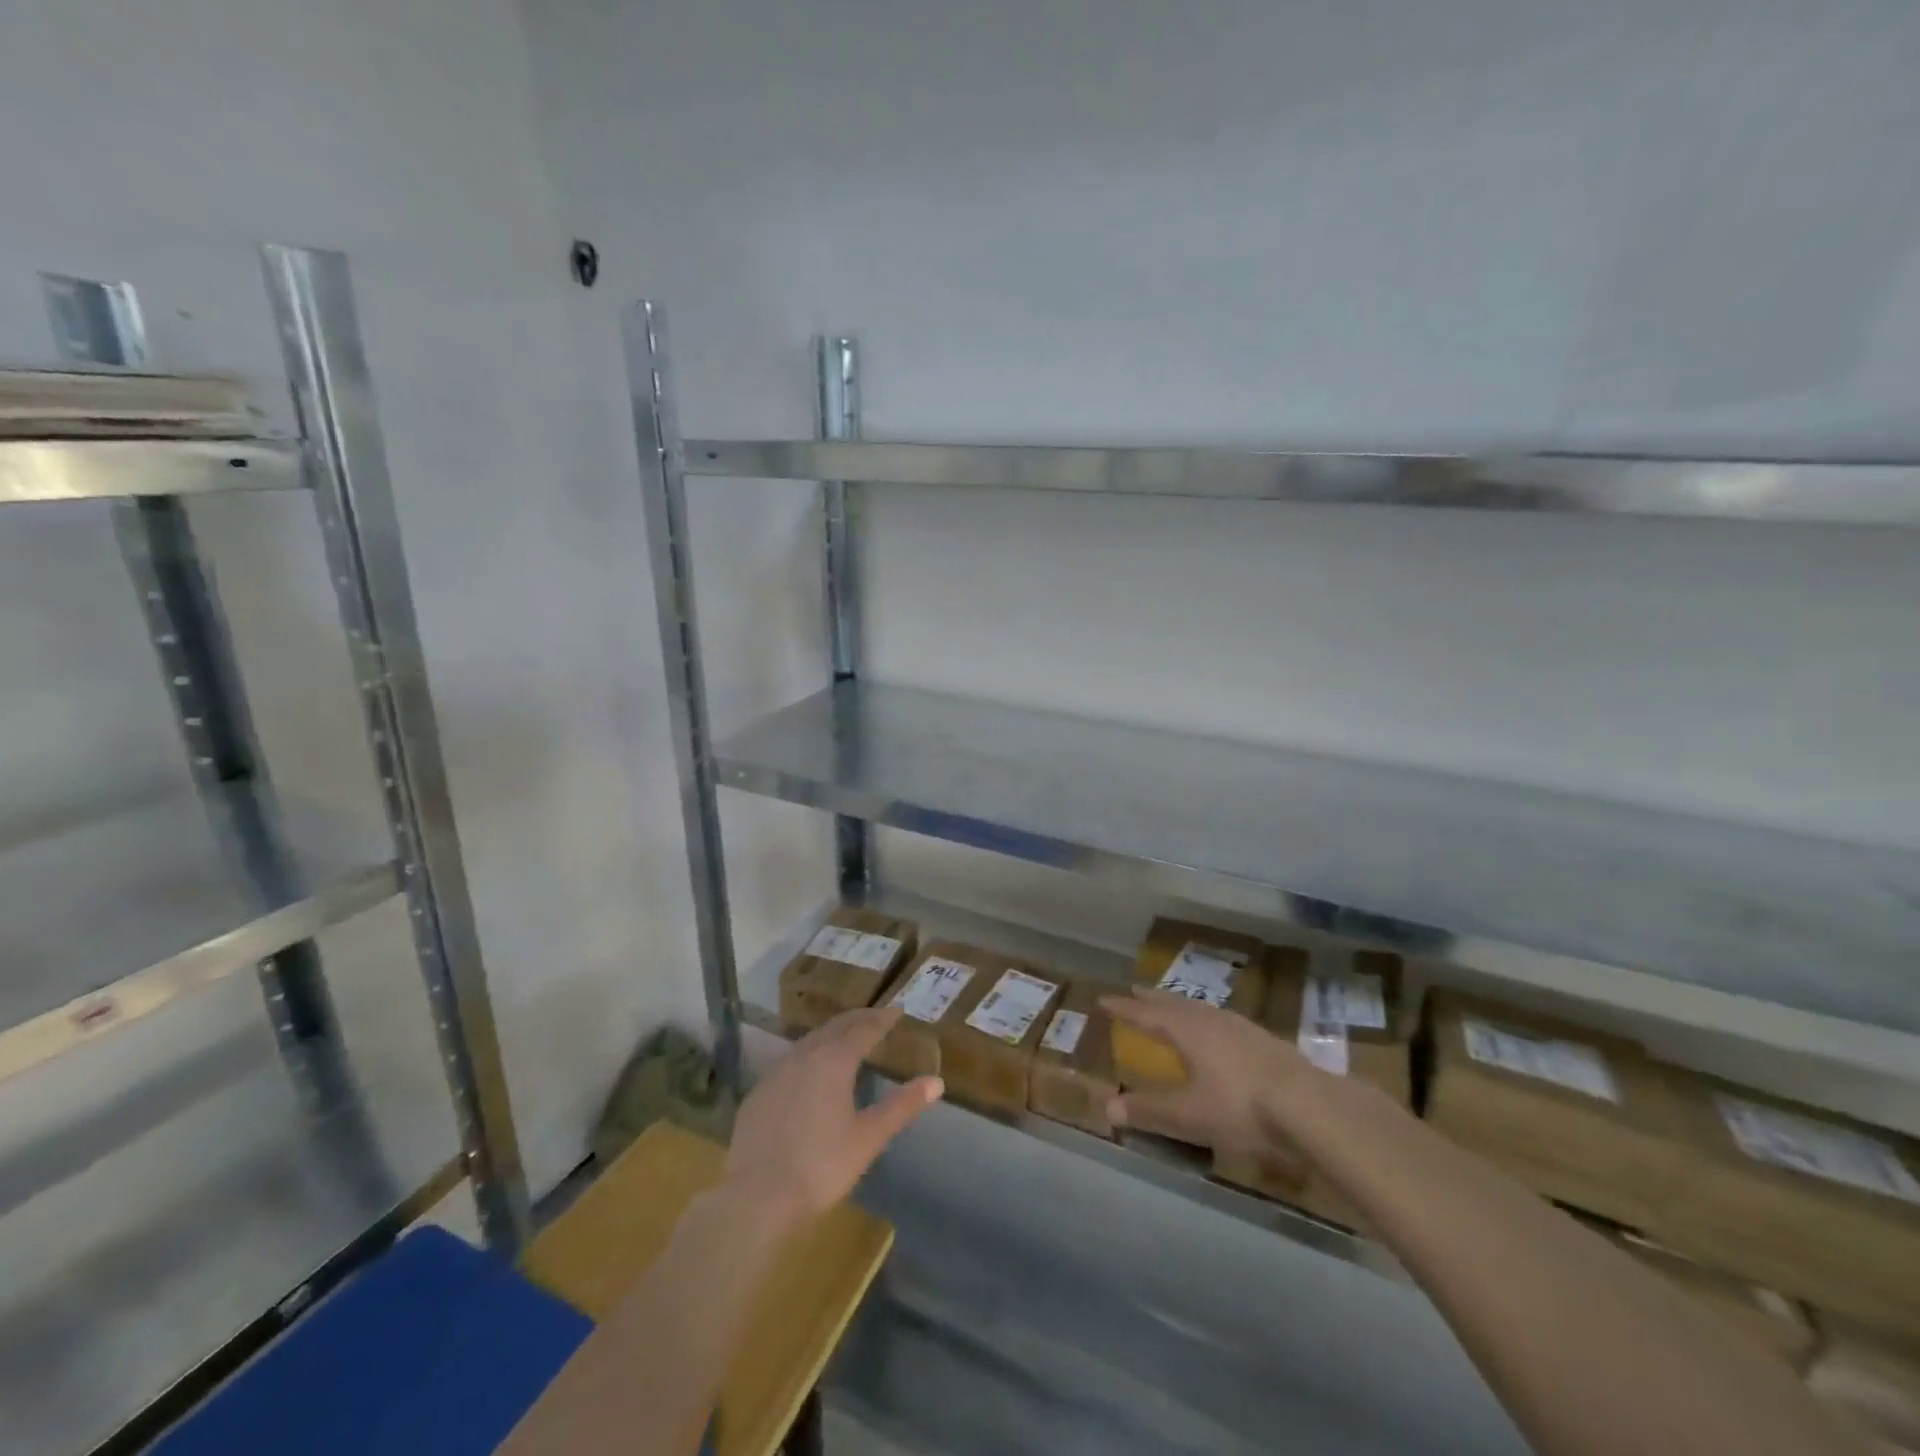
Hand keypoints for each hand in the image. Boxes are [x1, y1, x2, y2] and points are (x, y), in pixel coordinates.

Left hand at [725, 1006, 942, 1223]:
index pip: (863, 1029)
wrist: (757, 1197)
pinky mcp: (758, 1094)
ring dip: (831, 1034)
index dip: (882, 1019)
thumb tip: (936, 1082)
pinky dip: (808, 1056)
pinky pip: (789, 1062)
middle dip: (857, 1019)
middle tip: (875, 1016)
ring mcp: (776, 1073)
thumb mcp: (869, 1138)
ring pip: (809, 1041)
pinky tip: (809, 1072)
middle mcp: (804, 1056)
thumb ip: (902, 1106)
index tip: (897, 1011)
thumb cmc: (821, 1165)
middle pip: (835, 1027)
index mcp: (834, 1061)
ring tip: (846, 1038)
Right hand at [1100, 989, 1310, 1164]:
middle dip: (1152, 1000)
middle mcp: (1209, 1020)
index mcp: (1185, 1031)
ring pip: (1200, 1008)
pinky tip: (1216, 1030)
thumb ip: (1149, 1111)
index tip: (1103, 1000)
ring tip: (1172, 1006)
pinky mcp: (1261, 1038)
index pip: (1146, 1015)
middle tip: (1135, 991)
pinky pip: (1221, 1018)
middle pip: (1174, 1004)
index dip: (1124, 1009)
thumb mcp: (1189, 1115)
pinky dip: (1205, 1017)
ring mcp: (1238, 1026)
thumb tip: (1108, 1107)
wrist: (1308, 1105)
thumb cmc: (1239, 1106)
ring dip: (1180, 1005)